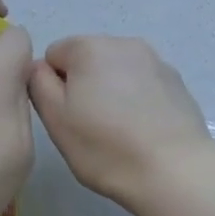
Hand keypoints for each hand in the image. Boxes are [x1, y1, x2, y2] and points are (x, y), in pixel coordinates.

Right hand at [28, 36, 214, 215]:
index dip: (53, 86)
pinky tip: (144, 130)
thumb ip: (37, 83)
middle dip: (84, 85)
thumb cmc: (106, 147)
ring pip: (116, 71)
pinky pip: (143, 83)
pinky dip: (137, 99)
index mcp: (89, 47)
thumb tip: (39, 67)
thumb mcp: (56, 119)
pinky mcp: (176, 81)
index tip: (67, 116)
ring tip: (120, 131)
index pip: (54, 55)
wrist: (176, 172)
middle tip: (90, 127)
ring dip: (111, 91)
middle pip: (87, 59)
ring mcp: (155, 60)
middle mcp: (123, 43)